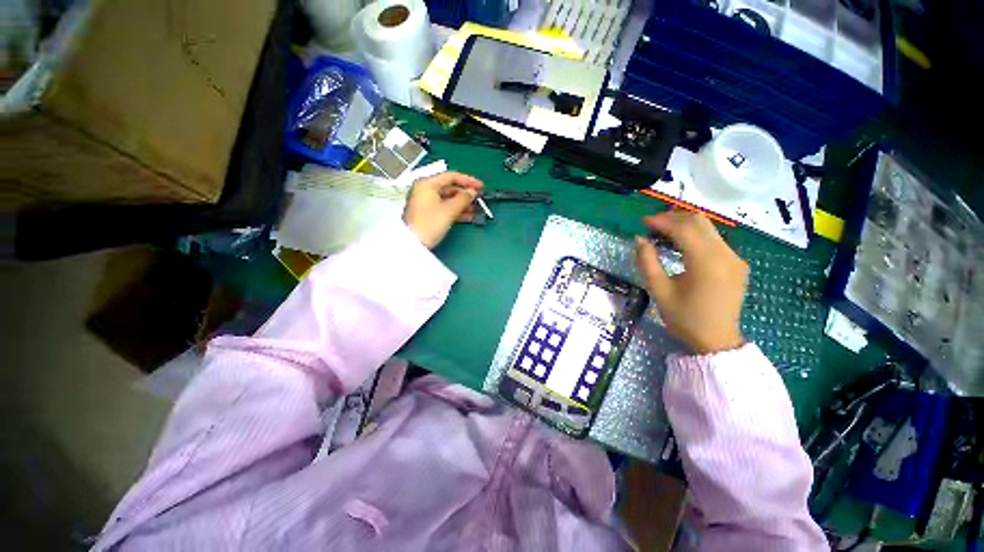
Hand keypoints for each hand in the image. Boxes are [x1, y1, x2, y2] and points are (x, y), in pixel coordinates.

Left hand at [403, 172, 483, 248]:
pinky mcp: (428, 214)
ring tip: (476, 209)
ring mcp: (426, 202)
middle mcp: (425, 190)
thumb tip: (472, 192)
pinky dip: (456, 211)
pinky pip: (445, 207)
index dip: (468, 180)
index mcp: (427, 184)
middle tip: (479, 199)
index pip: (451, 176)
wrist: (413, 244)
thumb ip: (463, 199)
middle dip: (465, 194)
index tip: (480, 186)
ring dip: (463, 203)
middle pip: (449, 187)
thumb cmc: (429, 224)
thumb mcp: (449, 210)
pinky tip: (468, 216)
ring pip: (448, 199)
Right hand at [635, 211, 748, 354]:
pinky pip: (715, 240)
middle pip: (700, 222)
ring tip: (662, 232)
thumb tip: (639, 239)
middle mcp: (726, 255)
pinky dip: (695, 236)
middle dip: (673, 218)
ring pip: (709, 228)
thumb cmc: (684, 318)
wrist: (716, 341)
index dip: (662, 221)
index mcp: (706, 263)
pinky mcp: (737, 263)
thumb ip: (647, 262)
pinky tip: (680, 244)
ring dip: (684, 225)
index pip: (684, 229)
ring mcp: (735, 258)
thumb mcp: (659, 290)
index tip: (643, 222)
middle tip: (652, 225)